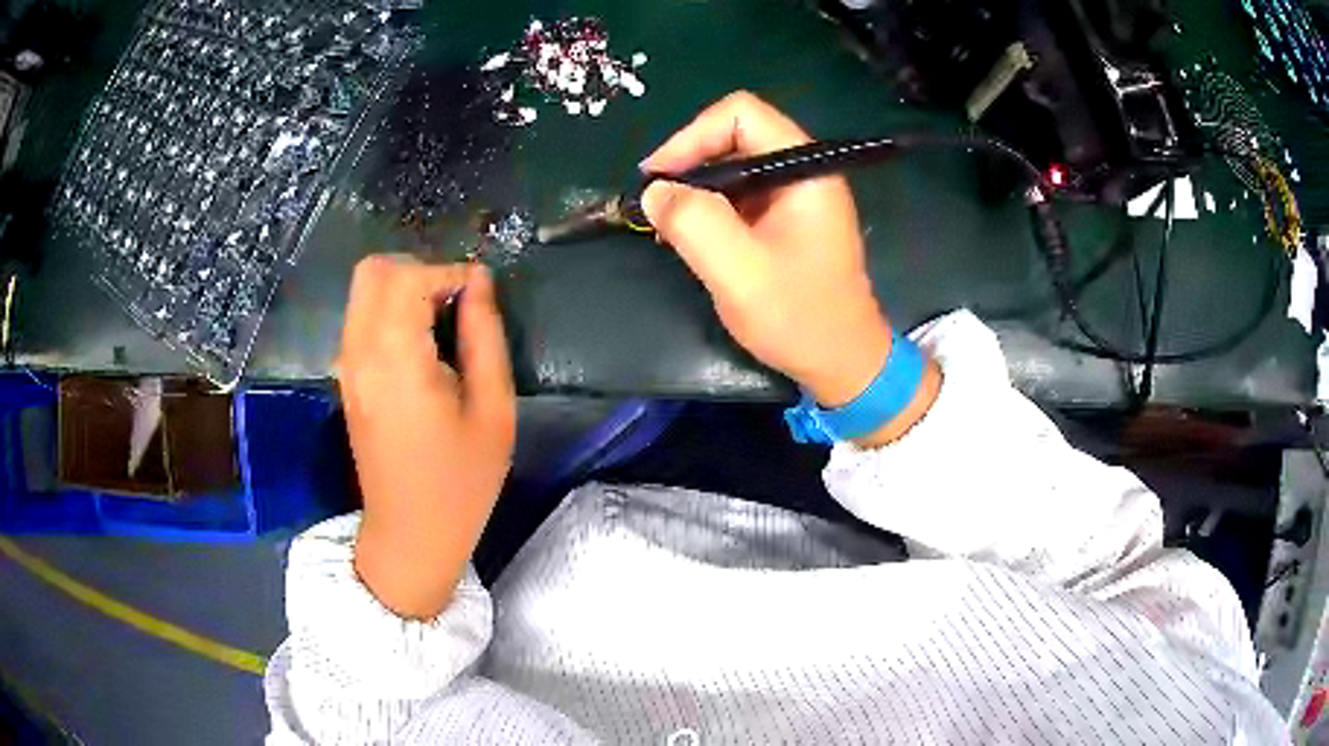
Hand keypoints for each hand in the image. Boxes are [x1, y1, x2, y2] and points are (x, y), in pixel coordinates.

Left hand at [338, 257, 514, 618]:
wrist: (410, 535)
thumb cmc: (460, 482)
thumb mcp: (493, 411)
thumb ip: (485, 336)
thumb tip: (479, 281)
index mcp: (395, 359)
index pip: (411, 277)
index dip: (451, 274)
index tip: (481, 298)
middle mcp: (359, 352)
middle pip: (375, 270)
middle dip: (420, 271)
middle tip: (457, 306)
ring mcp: (346, 365)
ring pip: (364, 289)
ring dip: (405, 289)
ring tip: (444, 325)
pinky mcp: (346, 377)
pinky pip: (361, 317)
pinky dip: (390, 310)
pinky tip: (422, 345)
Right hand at [641, 92, 938, 444]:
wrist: (843, 363)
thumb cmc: (800, 318)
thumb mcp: (740, 272)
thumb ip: (694, 223)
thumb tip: (654, 191)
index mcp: (805, 169)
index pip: (740, 114)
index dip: (692, 136)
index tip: (659, 178)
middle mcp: (803, 171)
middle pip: (734, 136)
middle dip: (689, 163)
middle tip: (657, 204)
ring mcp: (796, 195)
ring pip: (733, 166)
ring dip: (696, 190)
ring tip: (668, 226)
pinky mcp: (787, 219)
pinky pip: (740, 195)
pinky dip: (710, 209)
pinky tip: (691, 238)